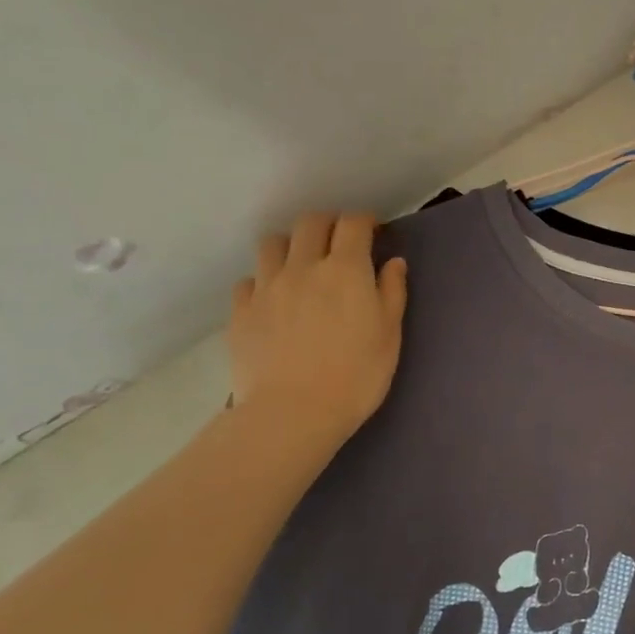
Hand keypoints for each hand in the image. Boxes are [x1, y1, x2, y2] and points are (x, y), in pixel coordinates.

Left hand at [228, 213, 407, 445]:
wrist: (293, 413)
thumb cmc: (356, 376)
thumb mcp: (390, 335)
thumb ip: (392, 292)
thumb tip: (393, 262)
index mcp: (346, 270)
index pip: (353, 224)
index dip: (364, 220)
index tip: (372, 230)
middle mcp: (303, 267)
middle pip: (310, 223)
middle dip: (328, 223)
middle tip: (338, 240)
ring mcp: (267, 287)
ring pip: (272, 243)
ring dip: (290, 244)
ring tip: (300, 263)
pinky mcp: (241, 311)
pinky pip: (249, 280)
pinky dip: (263, 281)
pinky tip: (273, 298)